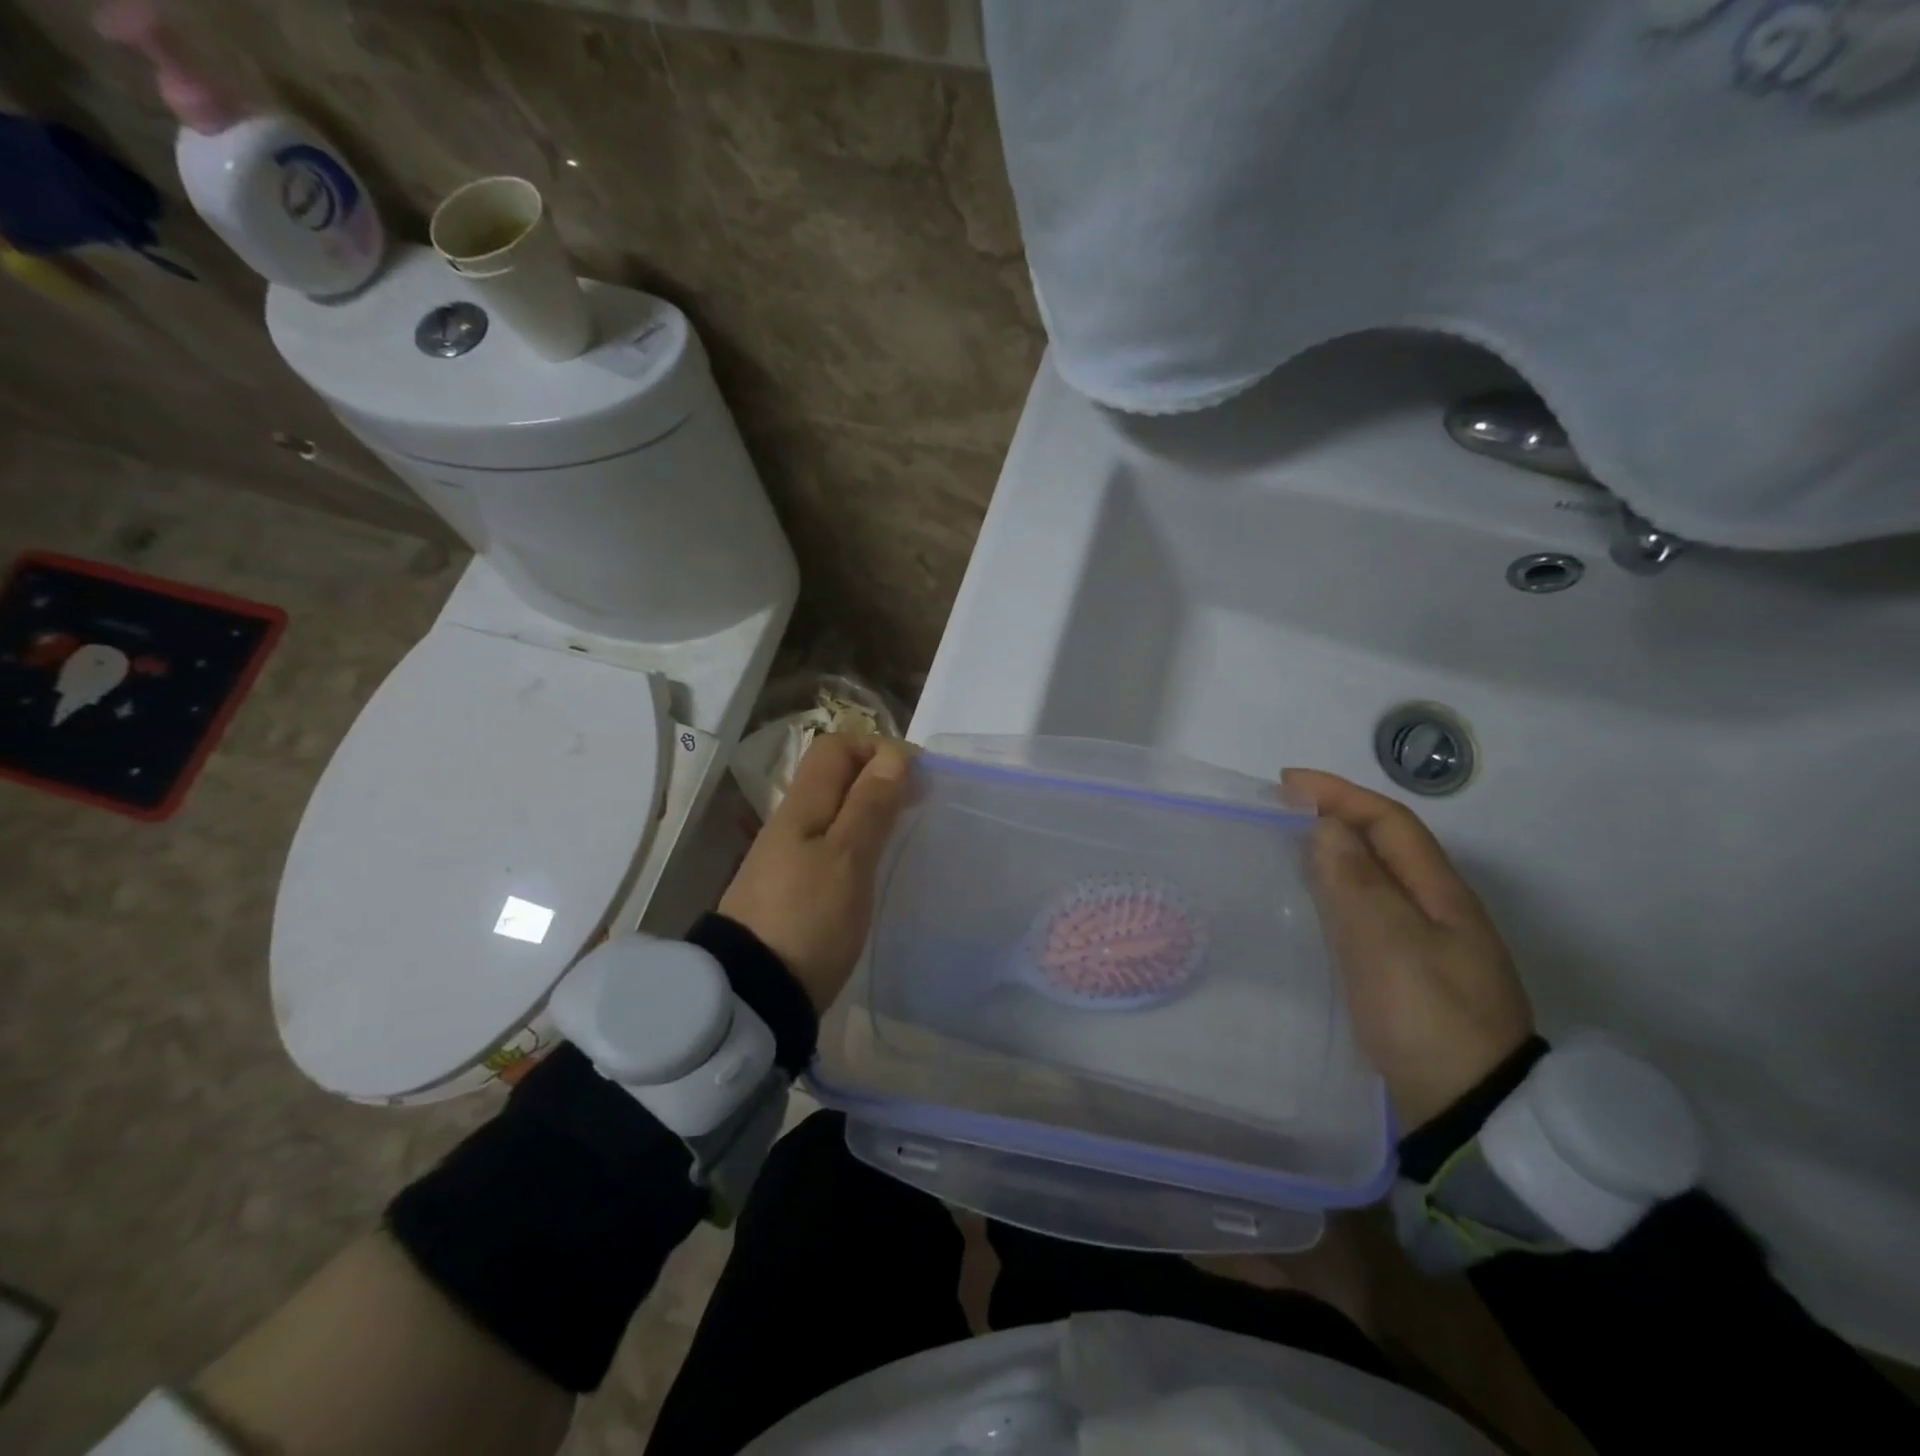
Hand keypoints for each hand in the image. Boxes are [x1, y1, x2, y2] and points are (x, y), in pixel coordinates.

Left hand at [719, 734, 911, 1013]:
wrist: (754, 994)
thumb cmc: (808, 919)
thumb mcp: (848, 858)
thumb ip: (870, 805)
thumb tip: (894, 755)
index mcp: (802, 806)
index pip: (836, 747)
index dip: (877, 748)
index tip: (918, 777)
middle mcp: (791, 822)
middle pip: (835, 777)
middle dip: (879, 778)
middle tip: (918, 804)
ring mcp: (788, 857)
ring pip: (834, 812)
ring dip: (871, 811)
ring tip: (904, 834)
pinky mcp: (793, 889)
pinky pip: (830, 845)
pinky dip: (859, 842)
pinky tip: (876, 868)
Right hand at [1282, 768, 1534, 1133]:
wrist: (1470, 1112)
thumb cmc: (1427, 1017)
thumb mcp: (1388, 943)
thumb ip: (1355, 881)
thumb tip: (1326, 826)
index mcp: (1442, 894)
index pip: (1390, 823)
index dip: (1340, 794)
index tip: (1286, 784)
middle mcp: (1439, 911)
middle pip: (1385, 847)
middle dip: (1335, 818)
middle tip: (1279, 815)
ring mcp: (1428, 946)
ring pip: (1376, 880)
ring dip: (1334, 856)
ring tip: (1285, 852)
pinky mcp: (1411, 976)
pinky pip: (1368, 915)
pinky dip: (1336, 896)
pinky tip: (1311, 910)